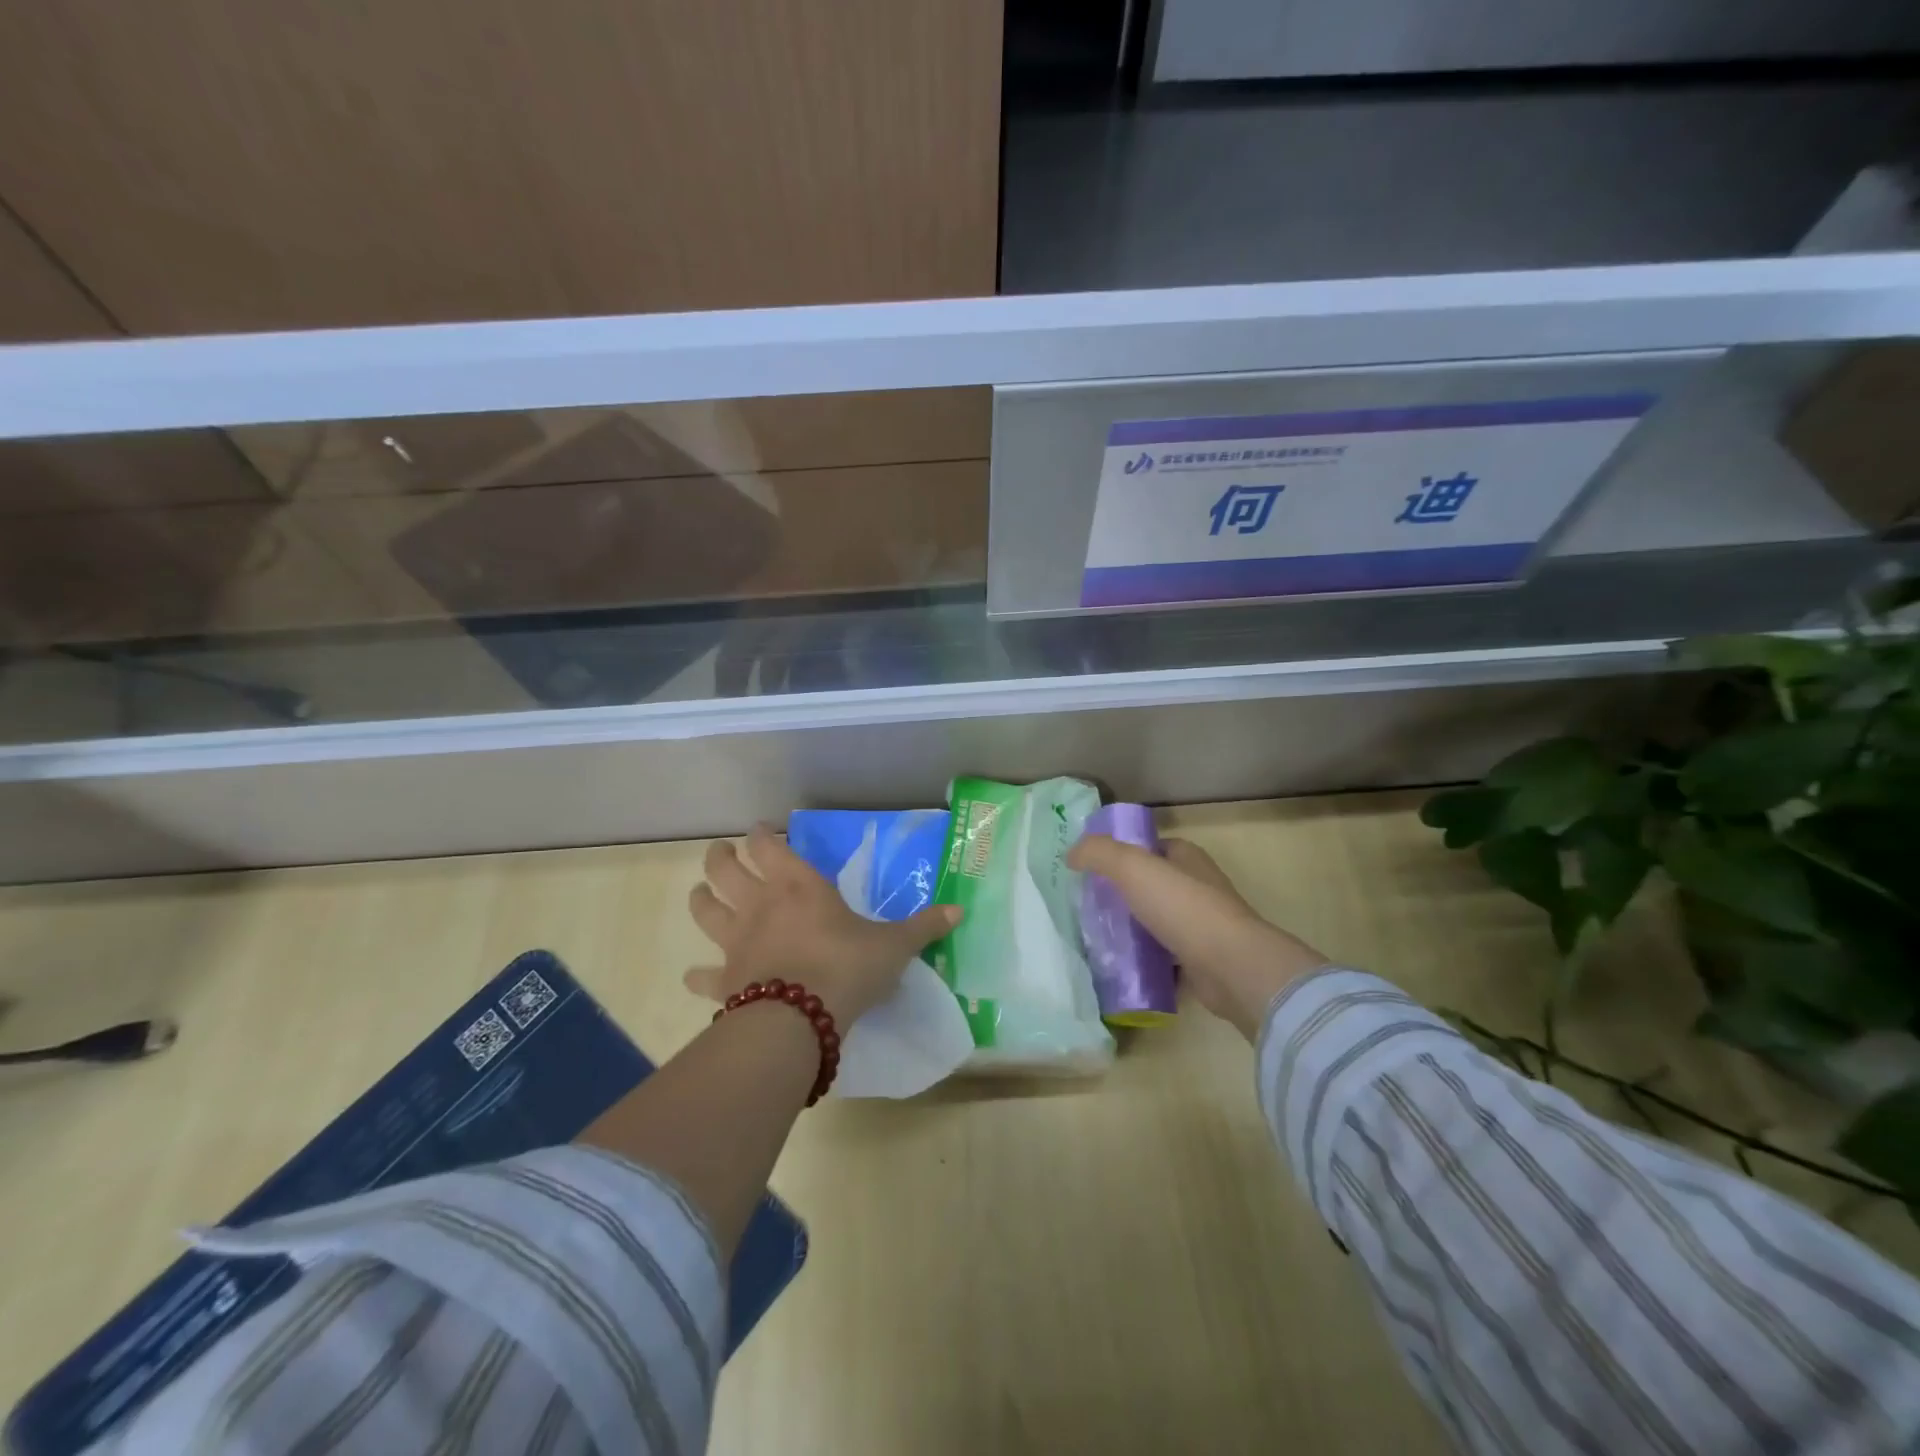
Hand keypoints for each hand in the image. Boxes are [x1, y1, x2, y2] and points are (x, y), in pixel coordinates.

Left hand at [685, 825, 960, 1023]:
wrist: (799, 1019)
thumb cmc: (847, 967)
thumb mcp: (893, 947)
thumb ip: (922, 928)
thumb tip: (960, 911)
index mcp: (798, 886)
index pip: (769, 846)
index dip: (763, 835)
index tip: (762, 830)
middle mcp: (760, 905)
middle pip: (724, 869)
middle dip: (720, 857)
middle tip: (722, 852)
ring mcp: (736, 942)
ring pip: (705, 910)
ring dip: (701, 899)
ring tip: (700, 894)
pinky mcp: (724, 980)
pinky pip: (703, 976)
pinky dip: (697, 975)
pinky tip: (694, 977)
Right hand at [1066, 834, 1329, 1039]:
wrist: (1231, 967)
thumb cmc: (1183, 907)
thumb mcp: (1133, 867)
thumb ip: (1098, 853)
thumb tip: (1072, 854)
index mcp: (1187, 858)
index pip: (1150, 848)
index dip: (1122, 854)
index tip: (1092, 870)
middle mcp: (1197, 887)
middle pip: (1151, 885)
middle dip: (1122, 893)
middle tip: (1088, 906)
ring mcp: (1202, 925)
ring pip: (1156, 921)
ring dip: (1131, 928)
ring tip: (1096, 936)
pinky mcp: (1201, 960)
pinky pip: (1164, 956)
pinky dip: (1145, 960)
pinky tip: (1120, 966)